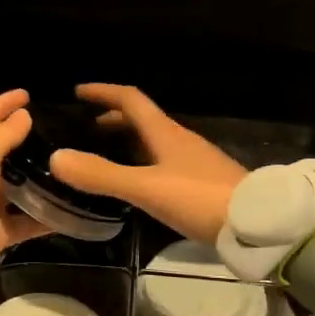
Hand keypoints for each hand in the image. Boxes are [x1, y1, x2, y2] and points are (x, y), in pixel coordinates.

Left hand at [0, 90, 51, 305]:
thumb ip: (2, 137)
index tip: (27, 94)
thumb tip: (22, 116)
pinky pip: (25, 219)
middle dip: (21, 136)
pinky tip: (70, 209)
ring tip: (67, 163)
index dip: (1, 104)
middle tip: (53, 127)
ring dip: (36, 175)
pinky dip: (45, 215)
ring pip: (14, 184)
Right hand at [49, 84, 246, 244]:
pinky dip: (144, 162)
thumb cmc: (199, 198)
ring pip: (155, 142)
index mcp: (166, 133)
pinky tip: (139, 184)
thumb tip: (56, 157)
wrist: (257, 223)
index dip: (104, 92)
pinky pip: (165, 162)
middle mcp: (180, 140)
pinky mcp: (203, 183)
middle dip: (114, 118)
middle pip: (144, 119)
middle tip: (88, 127)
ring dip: (130, 141)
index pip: (131, 100)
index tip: (79, 92)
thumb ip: (102, 175)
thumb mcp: (146, 188)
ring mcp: (195, 161)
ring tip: (107, 154)